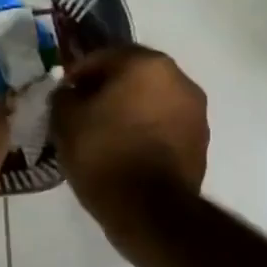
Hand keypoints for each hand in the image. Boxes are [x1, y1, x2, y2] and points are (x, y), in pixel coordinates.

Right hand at [51, 46, 207, 224]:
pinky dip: (146, 130)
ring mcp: (196, 112)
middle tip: (84, 111)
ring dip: (130, 109)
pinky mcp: (201, 142)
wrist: (149, 210)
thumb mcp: (65, 121)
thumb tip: (71, 93)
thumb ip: (64, 96)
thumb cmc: (103, 154)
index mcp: (146, 64)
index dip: (79, 73)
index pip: (104, 56)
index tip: (64, 94)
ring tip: (105, 133)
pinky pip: (165, 126)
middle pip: (133, 75)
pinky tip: (126, 150)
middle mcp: (179, 79)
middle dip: (108, 89)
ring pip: (152, 100)